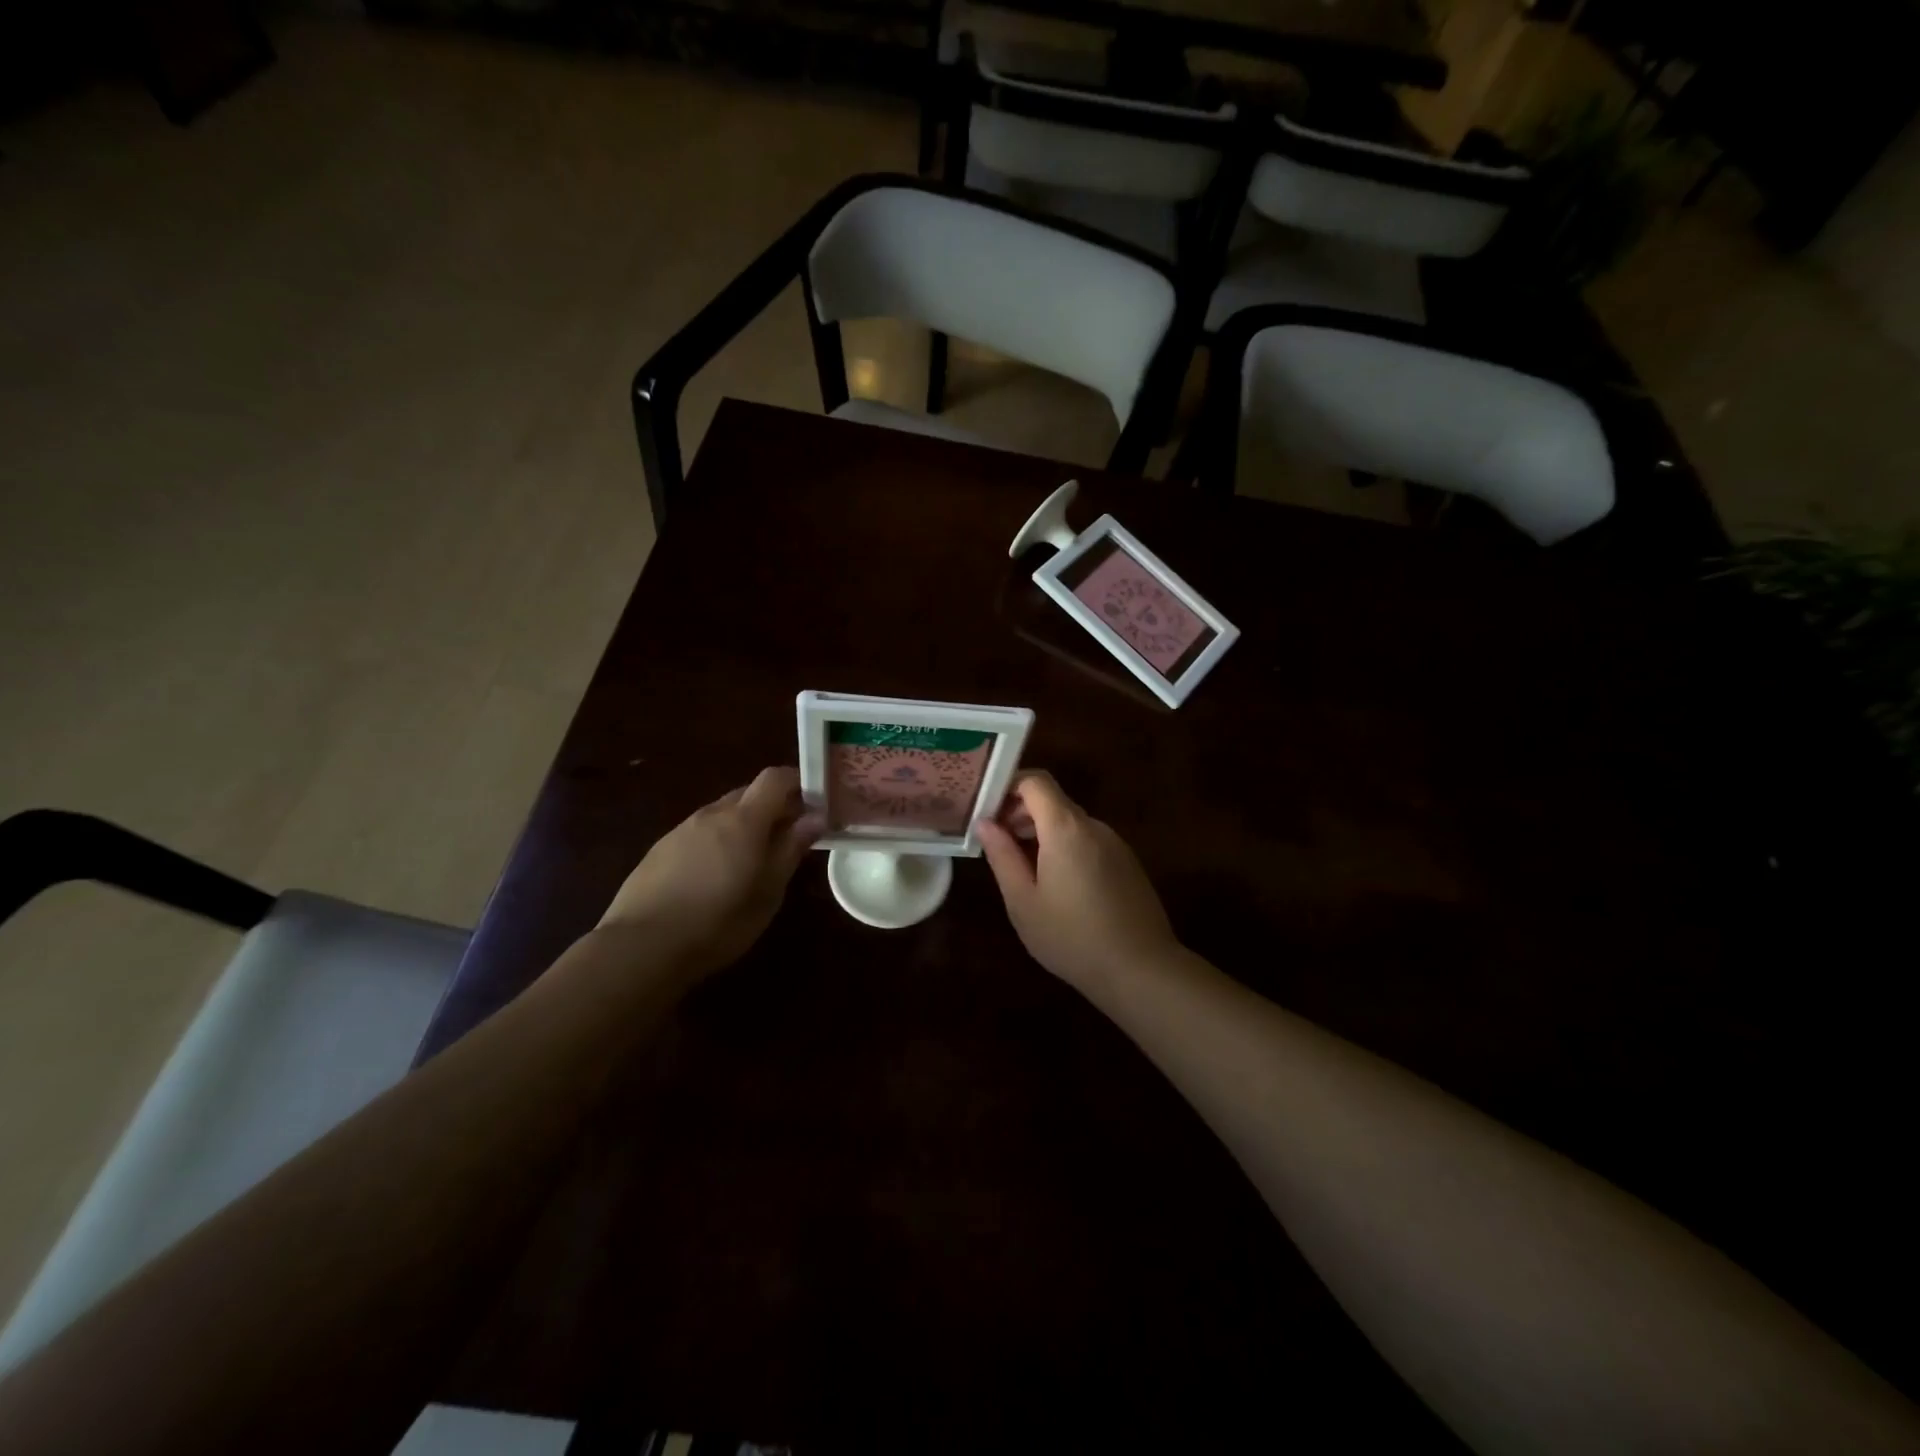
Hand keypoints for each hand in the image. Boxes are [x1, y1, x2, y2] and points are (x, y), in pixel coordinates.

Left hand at [598, 767, 822, 975]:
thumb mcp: (768, 891)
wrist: (641, 947)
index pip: (775, 778)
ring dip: (744, 827)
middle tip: (787, 841)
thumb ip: (791, 849)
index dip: (798, 783)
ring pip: (723, 814)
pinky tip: (713, 879)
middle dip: (773, 808)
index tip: (813, 806)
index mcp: (744, 819)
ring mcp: (682, 829)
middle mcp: (712, 814)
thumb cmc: (719, 922)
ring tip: (750, 865)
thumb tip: (815, 817)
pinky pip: (700, 833)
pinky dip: (717, 842)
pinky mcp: (660, 849)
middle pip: (749, 793)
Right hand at [976, 770, 1178, 988]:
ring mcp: (1115, 844)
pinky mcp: (1127, 863)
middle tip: (997, 844)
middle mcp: (1093, 826)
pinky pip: (1088, 842)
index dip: (1007, 787)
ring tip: (1023, 869)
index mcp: (1065, 828)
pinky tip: (1058, 887)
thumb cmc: (1072, 937)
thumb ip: (1002, 856)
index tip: (987, 811)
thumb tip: (984, 822)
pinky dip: (1066, 848)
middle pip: (1052, 800)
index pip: (1035, 781)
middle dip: (1021, 813)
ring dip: (1042, 833)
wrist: (1141, 970)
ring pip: (1070, 823)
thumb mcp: (1023, 901)